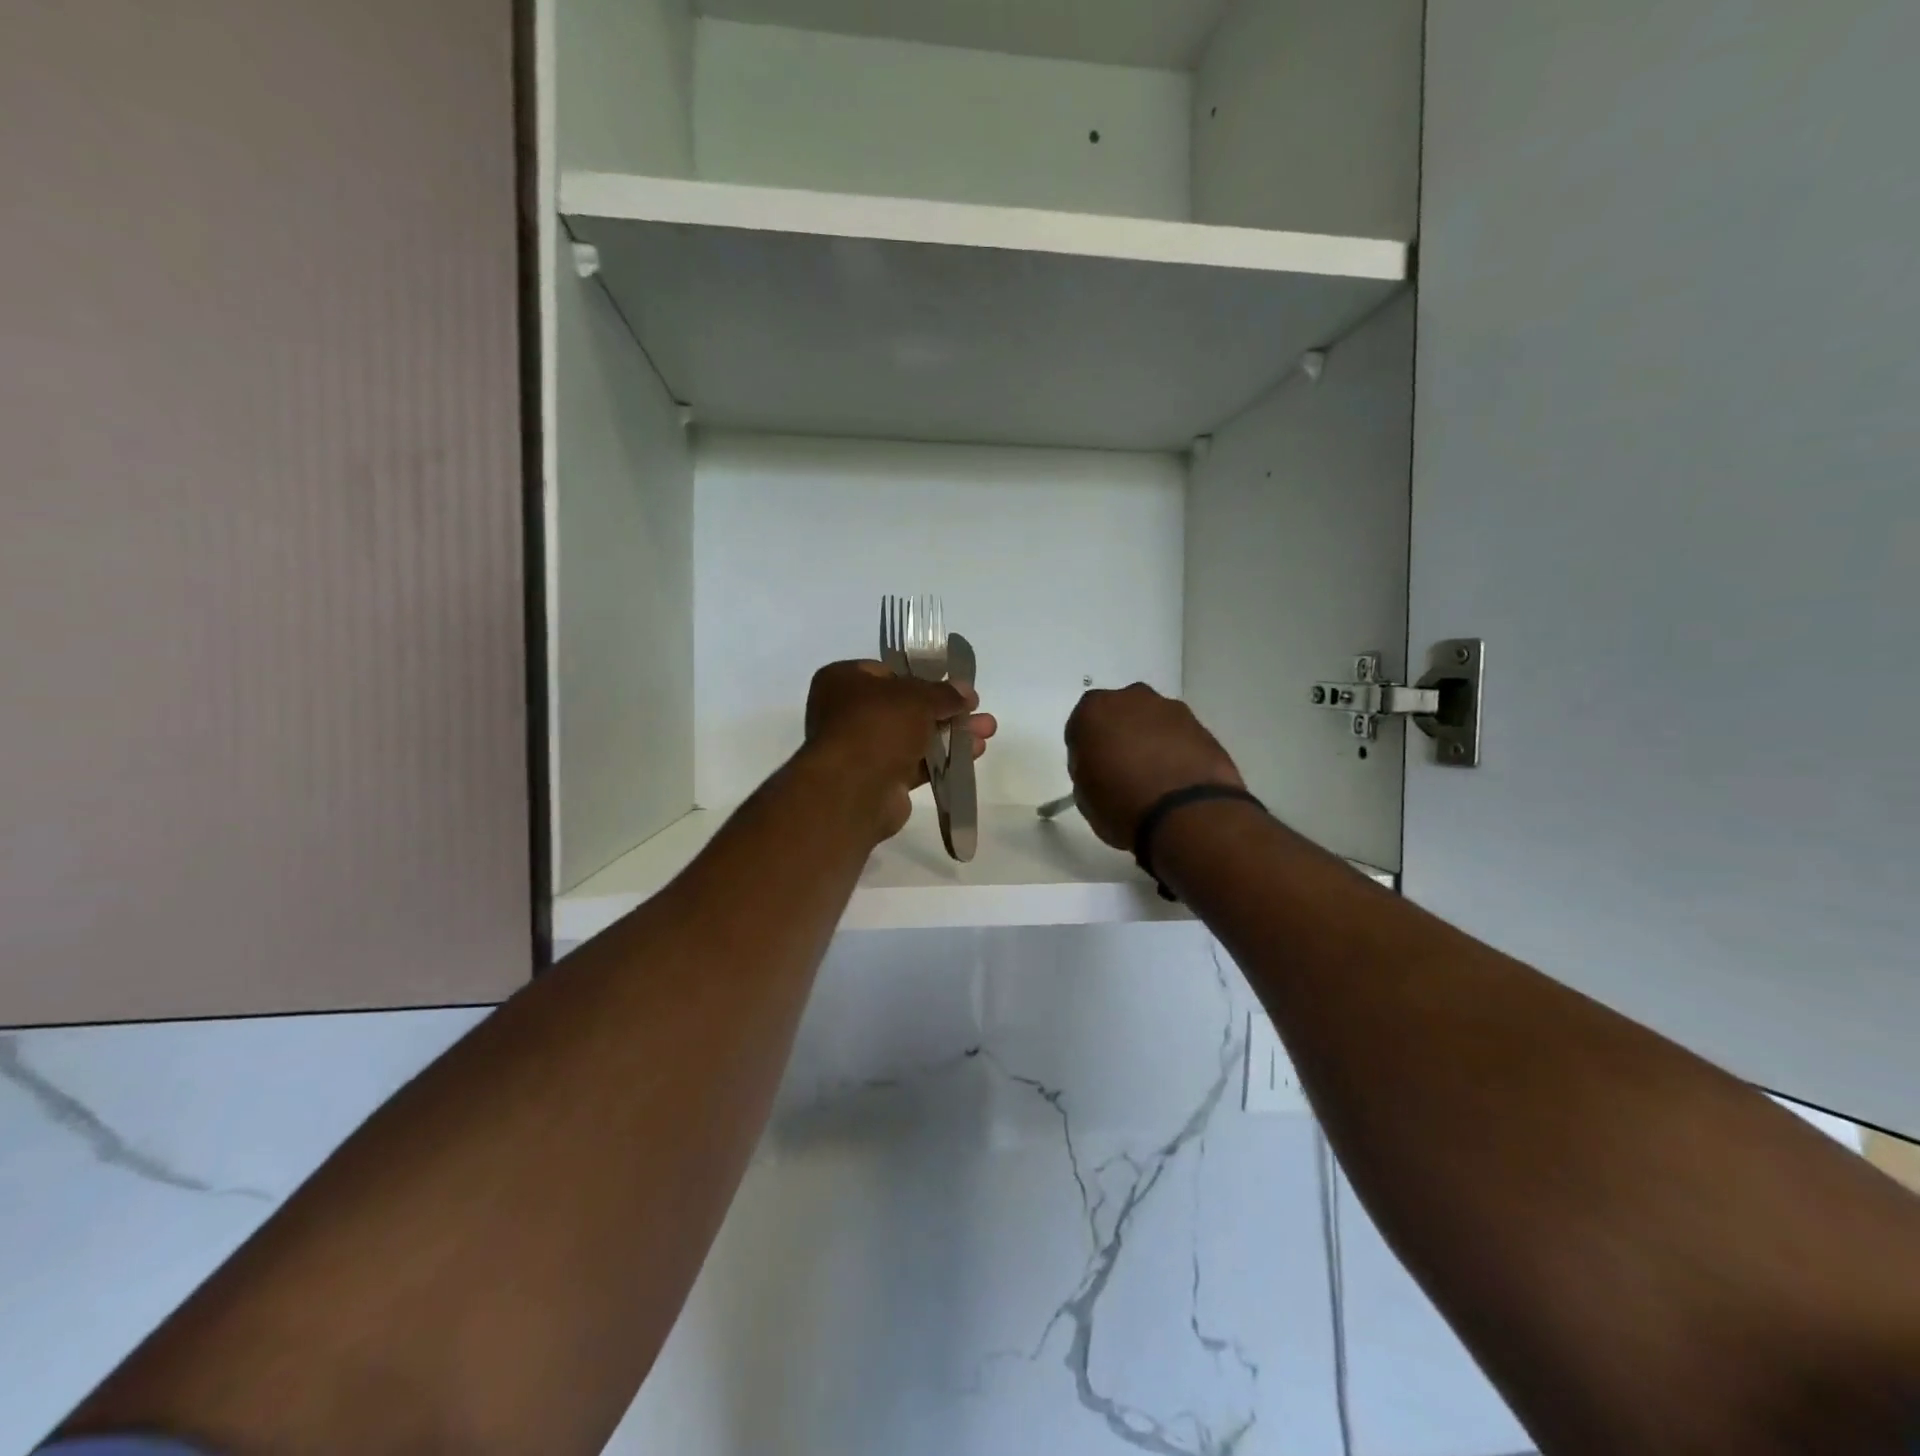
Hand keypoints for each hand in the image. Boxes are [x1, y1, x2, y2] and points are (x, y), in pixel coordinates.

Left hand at [804, 661, 996, 840]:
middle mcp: (848, 713)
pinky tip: (973, 754)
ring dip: (950, 734)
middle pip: (905, 706)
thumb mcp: (917, 697)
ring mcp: (862, 748)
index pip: (888, 672)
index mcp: (844, 681)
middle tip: (976, 708)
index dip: (923, 676)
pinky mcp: (878, 779)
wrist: (854, 790)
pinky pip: (915, 763)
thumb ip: (944, 693)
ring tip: (987, 731)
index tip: (953, 684)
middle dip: (945, 709)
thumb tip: (965, 691)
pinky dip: (942, 758)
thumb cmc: (878, 726)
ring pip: (913, 736)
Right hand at [1064, 684, 1243, 850]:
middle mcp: (1131, 698)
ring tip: (1155, 776)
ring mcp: (1171, 709)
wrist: (1185, 813)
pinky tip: (1177, 778)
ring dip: (1150, 740)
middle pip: (1120, 714)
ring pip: (1152, 721)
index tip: (1093, 771)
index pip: (1082, 726)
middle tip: (1123, 769)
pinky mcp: (1202, 726)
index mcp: (1093, 710)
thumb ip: (1087, 767)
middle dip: (1120, 735)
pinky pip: (1179, 736)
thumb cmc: (1120, 804)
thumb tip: (1101, 765)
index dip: (1086, 750)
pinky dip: (1176, 750)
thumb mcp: (1084, 794)